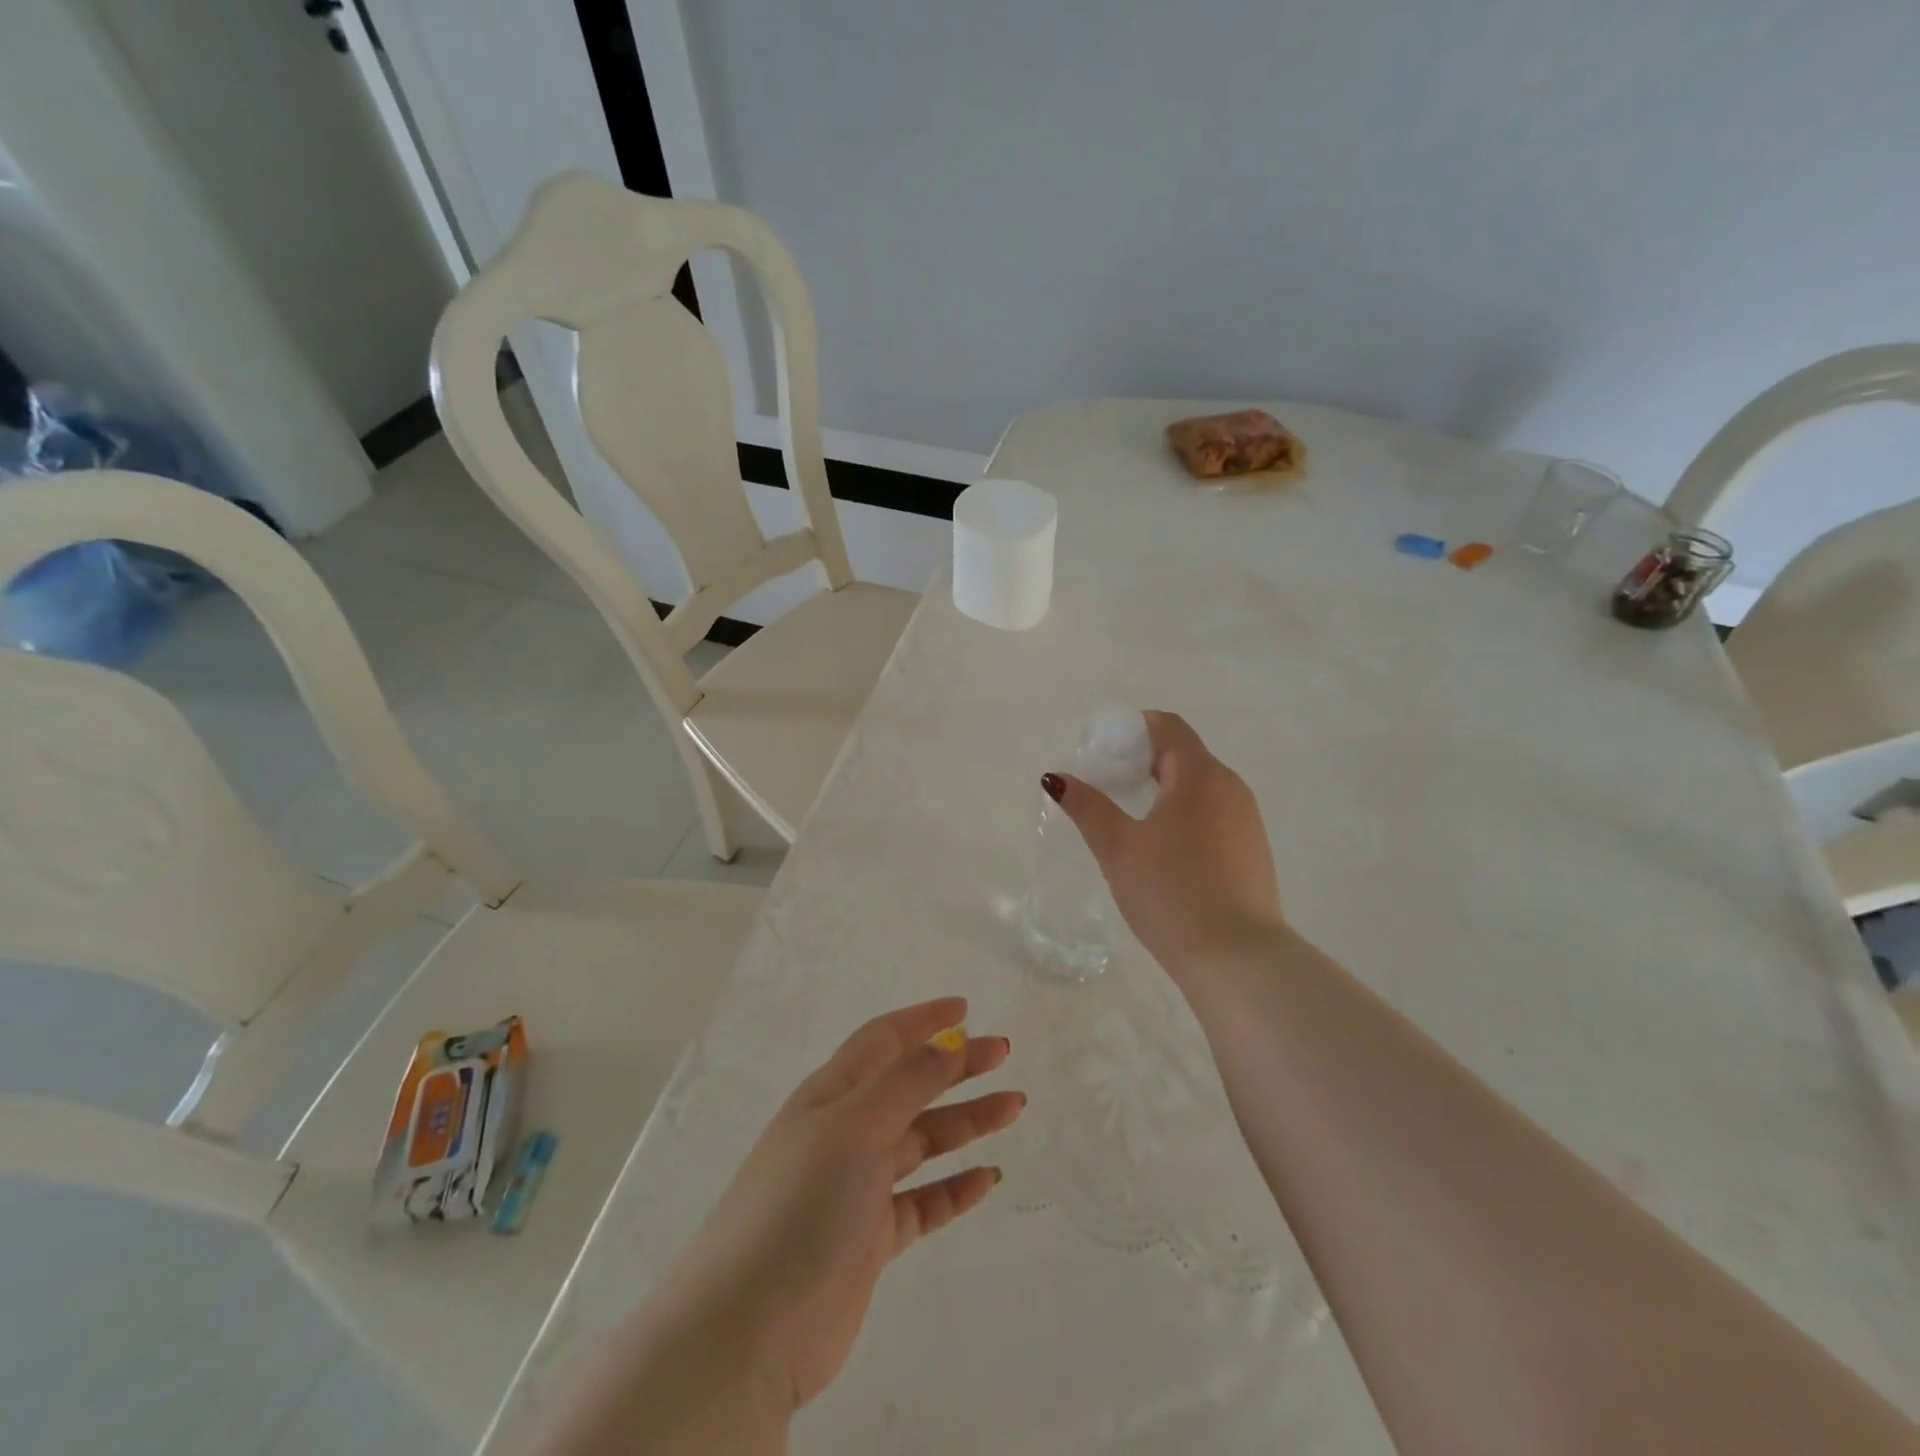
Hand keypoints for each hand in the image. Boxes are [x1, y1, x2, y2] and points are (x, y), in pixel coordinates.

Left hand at [648, 997, 1021, 1414]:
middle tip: (1004, 1053)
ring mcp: (857, 1186)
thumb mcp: (855, 1127)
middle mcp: (845, 1131)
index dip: (923, 1019)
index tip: (966, 1008)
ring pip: (923, 1140)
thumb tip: (948, 1042)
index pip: (884, 1040)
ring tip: (1013, 1107)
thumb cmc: (801, 1205)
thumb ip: (906, 1082)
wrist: (747, 1332)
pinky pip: (923, 1202)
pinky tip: (988, 1178)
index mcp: (832, 1094)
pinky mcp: (870, 1238)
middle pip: (911, 1085)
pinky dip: (954, 1187)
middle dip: (956, 1066)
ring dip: (966, 1121)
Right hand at [1045, 710, 1281, 978]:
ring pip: (1202, 788)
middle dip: (1145, 759)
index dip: (1135, 727)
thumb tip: (1056, 777)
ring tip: (1131, 817)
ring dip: (1166, 789)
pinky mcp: (1253, 852)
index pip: (1169, 727)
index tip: (1104, 747)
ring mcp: (1248, 821)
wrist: (1237, 959)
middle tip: (1108, 782)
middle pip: (1185, 755)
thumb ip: (1087, 806)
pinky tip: (1165, 850)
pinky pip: (1215, 815)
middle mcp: (1231, 788)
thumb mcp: (1118, 848)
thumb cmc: (1171, 892)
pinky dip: (1186, 815)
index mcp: (1200, 775)